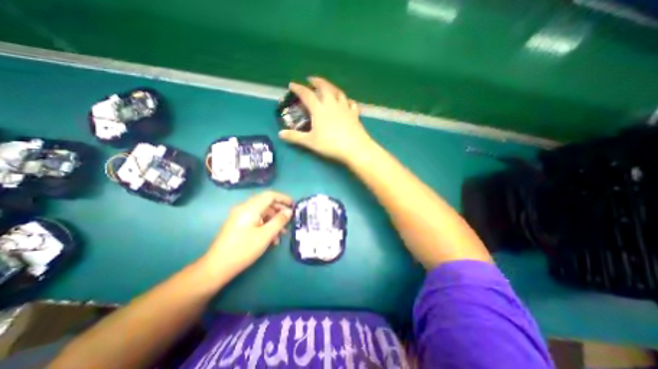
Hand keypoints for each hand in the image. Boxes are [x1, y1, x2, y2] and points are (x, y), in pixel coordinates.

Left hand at [200, 193, 290, 276]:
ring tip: (282, 232)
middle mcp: (244, 208)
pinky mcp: (238, 224)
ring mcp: (240, 216)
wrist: (217, 267)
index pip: (270, 195)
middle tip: (290, 219)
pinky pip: (256, 219)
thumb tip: (289, 211)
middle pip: (266, 202)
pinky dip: (266, 225)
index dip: (283, 198)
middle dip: (279, 210)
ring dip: (273, 220)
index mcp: (250, 208)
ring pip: (262, 212)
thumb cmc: (243, 250)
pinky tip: (272, 238)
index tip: (294, 205)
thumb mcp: (265, 235)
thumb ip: (279, 221)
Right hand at [279, 76, 375, 162]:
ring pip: (338, 92)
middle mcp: (332, 104)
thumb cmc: (331, 144)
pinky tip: (346, 101)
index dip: (298, 88)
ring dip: (331, 87)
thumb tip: (280, 134)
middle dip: (316, 81)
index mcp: (320, 109)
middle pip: (324, 87)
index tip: (292, 85)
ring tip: (328, 87)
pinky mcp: (354, 113)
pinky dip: (347, 100)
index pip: (307, 94)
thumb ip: (295, 137)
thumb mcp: (310, 142)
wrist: (354, 147)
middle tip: (311, 79)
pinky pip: (351, 103)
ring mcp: (345, 107)